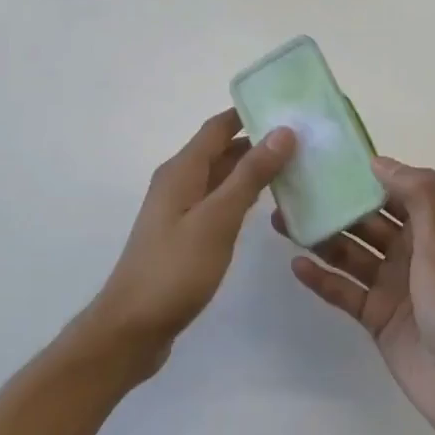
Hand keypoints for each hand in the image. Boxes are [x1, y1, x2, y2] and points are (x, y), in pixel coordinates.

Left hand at [85, 110, 296, 372]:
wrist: (132, 327)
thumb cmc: (175, 269)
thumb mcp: (218, 219)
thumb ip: (250, 176)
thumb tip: (281, 131)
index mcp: (181, 170)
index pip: (218, 127)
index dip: (249, 114)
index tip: (288, 107)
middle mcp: (178, 182)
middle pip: (220, 150)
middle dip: (257, 142)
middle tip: (302, 140)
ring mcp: (179, 210)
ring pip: (220, 177)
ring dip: (251, 170)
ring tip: (294, 168)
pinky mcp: (183, 235)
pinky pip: (217, 202)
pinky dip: (241, 197)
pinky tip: (265, 206)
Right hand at [278, 156, 434, 434]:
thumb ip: (418, 196)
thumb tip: (378, 161)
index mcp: (432, 229)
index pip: (392, 190)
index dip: (361, 174)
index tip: (324, 158)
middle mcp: (410, 252)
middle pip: (364, 220)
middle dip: (332, 204)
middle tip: (291, 189)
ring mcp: (391, 285)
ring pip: (349, 253)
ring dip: (320, 237)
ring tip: (281, 221)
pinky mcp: (376, 317)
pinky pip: (343, 290)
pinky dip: (321, 278)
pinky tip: (295, 265)